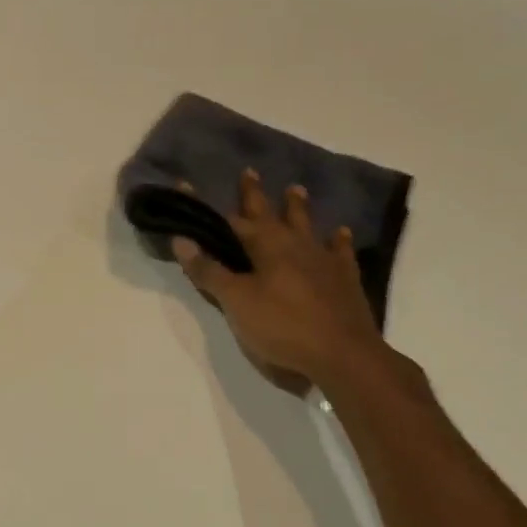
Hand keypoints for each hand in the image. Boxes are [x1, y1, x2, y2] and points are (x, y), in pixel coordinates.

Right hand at [173, 170, 385, 387]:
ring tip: (295, 188)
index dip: (205, 207)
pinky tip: (340, 232)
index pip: (228, 220)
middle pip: (270, 213)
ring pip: (307, 225)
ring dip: (297, 207)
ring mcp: (323, 259)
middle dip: (254, 194)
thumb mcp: (237, 302)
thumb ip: (210, 271)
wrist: (343, 355)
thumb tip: (181, 240)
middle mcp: (294, 243)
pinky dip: (338, 240)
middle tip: (249, 171)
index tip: (187, 186)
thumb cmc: (283, 326)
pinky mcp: (345, 278)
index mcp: (265, 246)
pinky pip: (341, 251)